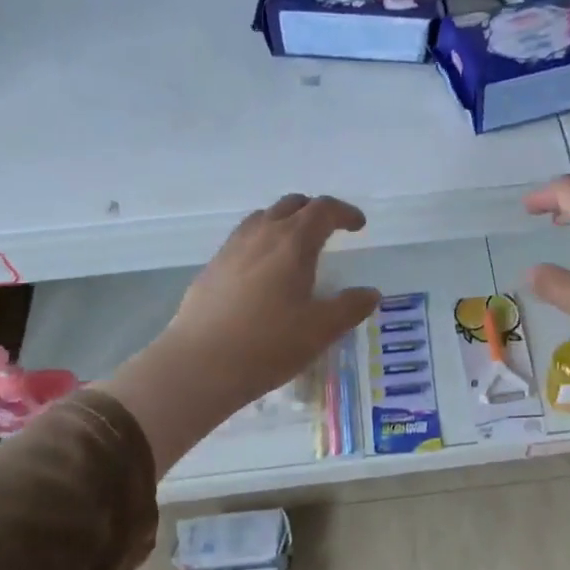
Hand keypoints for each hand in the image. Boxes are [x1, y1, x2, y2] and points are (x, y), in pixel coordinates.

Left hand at [105, 195, 378, 473]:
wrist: (199, 365)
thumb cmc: (268, 344)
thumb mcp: (321, 330)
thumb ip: (350, 307)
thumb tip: (370, 293)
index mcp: (293, 243)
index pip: (323, 210)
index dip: (345, 212)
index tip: (358, 226)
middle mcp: (262, 235)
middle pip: (291, 205)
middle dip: (315, 211)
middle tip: (330, 230)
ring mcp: (231, 249)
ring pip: (262, 218)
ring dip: (285, 221)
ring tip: (296, 245)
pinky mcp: (211, 268)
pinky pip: (242, 239)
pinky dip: (262, 241)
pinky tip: (263, 271)